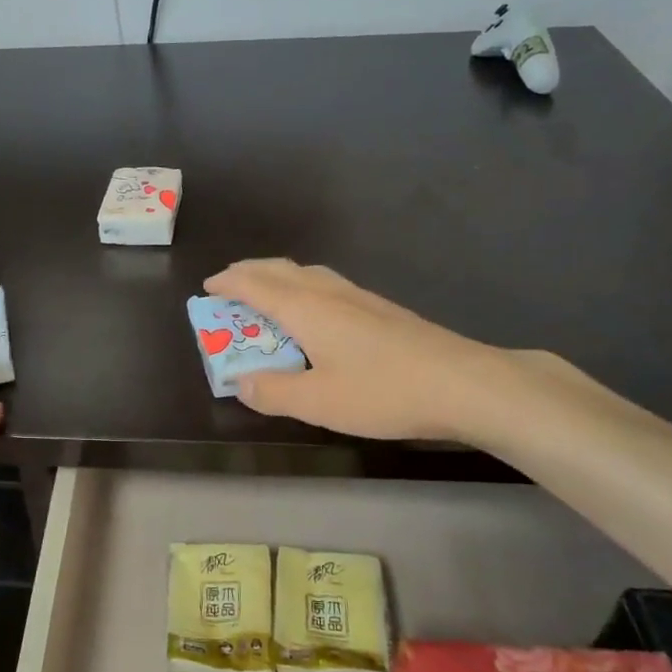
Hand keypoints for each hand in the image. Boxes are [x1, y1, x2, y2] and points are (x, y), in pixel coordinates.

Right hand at [203, 259, 524, 443]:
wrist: (463, 383)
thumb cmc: (383, 391)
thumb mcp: (317, 401)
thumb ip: (273, 392)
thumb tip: (242, 384)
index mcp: (305, 309)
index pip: (255, 285)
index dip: (228, 283)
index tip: (208, 286)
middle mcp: (328, 293)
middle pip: (280, 270)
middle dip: (250, 272)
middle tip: (230, 284)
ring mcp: (359, 297)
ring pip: (307, 274)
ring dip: (278, 277)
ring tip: (267, 292)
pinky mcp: (381, 309)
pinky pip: (327, 285)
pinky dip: (303, 287)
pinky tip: (316, 311)